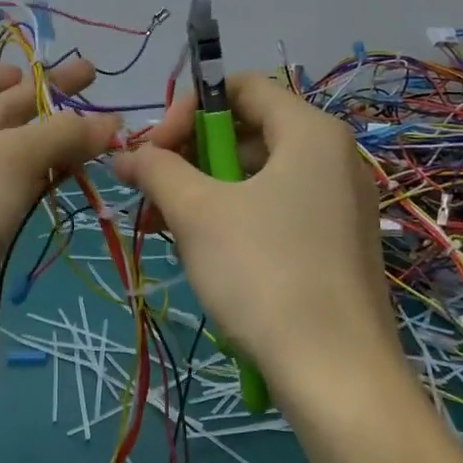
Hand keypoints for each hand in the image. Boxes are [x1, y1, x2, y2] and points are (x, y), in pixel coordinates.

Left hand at [0, 59, 118, 368]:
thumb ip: (63, 133)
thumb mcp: (10, 156)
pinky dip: (50, 174)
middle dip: (43, 97)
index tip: (20, 73)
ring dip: (56, 138)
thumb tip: (112, 121)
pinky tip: (85, 165)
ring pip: (15, 154)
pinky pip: (20, 188)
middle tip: (93, 79)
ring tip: (105, 126)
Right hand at [113, 72, 399, 405]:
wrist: (337, 376)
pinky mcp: (337, 243)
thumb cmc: (263, 273)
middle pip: (247, 130)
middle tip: (151, 193)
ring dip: (203, 191)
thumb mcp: (197, 213)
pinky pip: (276, 209)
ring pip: (256, 175)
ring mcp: (340, 203)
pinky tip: (203, 252)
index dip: (187, 108)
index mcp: (310, 132)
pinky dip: (233, 218)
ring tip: (164, 226)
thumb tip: (123, 153)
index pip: (239, 86)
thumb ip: (156, 169)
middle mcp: (333, 157)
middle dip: (188, 156)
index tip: (154, 150)